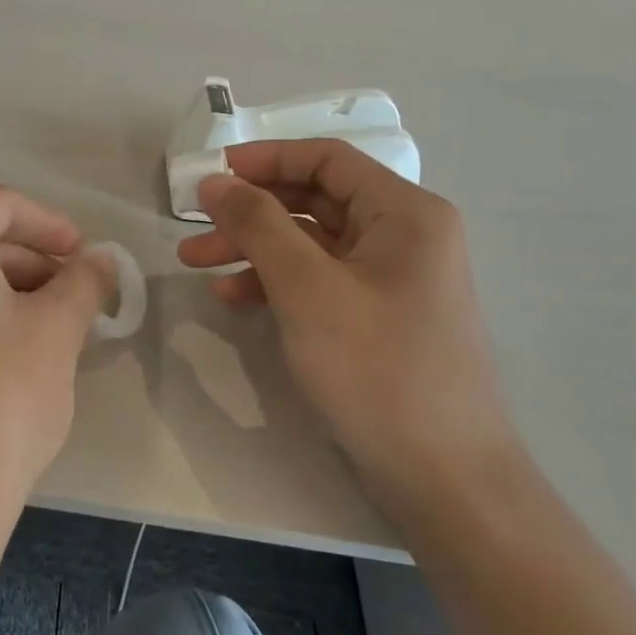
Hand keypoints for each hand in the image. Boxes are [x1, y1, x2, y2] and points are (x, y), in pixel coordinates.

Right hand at [177, 140, 517, 507]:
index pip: (326, 160)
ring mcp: (391, 279)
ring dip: (253, 248)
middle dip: (249, 211)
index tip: (208, 175)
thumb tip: (216, 180)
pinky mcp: (377, 317)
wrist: (443, 476)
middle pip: (315, 200)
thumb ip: (259, 225)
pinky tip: (233, 299)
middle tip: (192, 226)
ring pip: (311, 243)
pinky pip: (319, 281)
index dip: (263, 159)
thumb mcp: (308, 289)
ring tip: (195, 264)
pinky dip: (275, 283)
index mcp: (405, 213)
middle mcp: (404, 236)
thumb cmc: (377, 369)